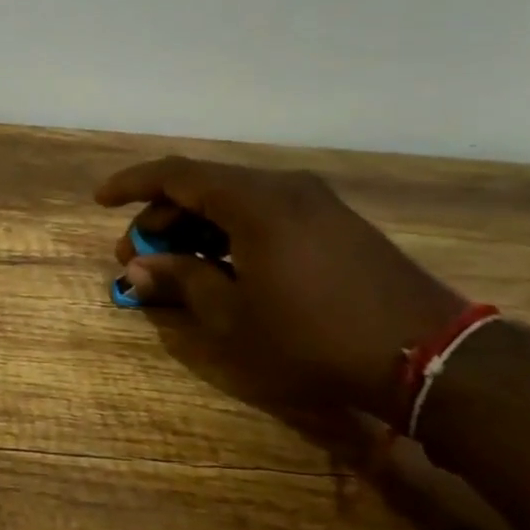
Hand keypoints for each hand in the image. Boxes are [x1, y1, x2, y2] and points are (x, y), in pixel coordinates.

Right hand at [96, 157, 464, 424]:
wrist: (429, 356)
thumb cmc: (314, 337)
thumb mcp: (233, 317)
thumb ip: (181, 281)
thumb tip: (139, 267)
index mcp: (254, 201)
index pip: (176, 174)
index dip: (132, 184)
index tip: (101, 201)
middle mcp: (283, 187)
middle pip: (204, 186)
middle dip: (162, 217)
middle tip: (138, 258)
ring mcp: (314, 202)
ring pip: (234, 199)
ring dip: (196, 226)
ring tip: (174, 266)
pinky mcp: (334, 223)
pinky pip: (264, 212)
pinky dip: (230, 231)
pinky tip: (222, 265)